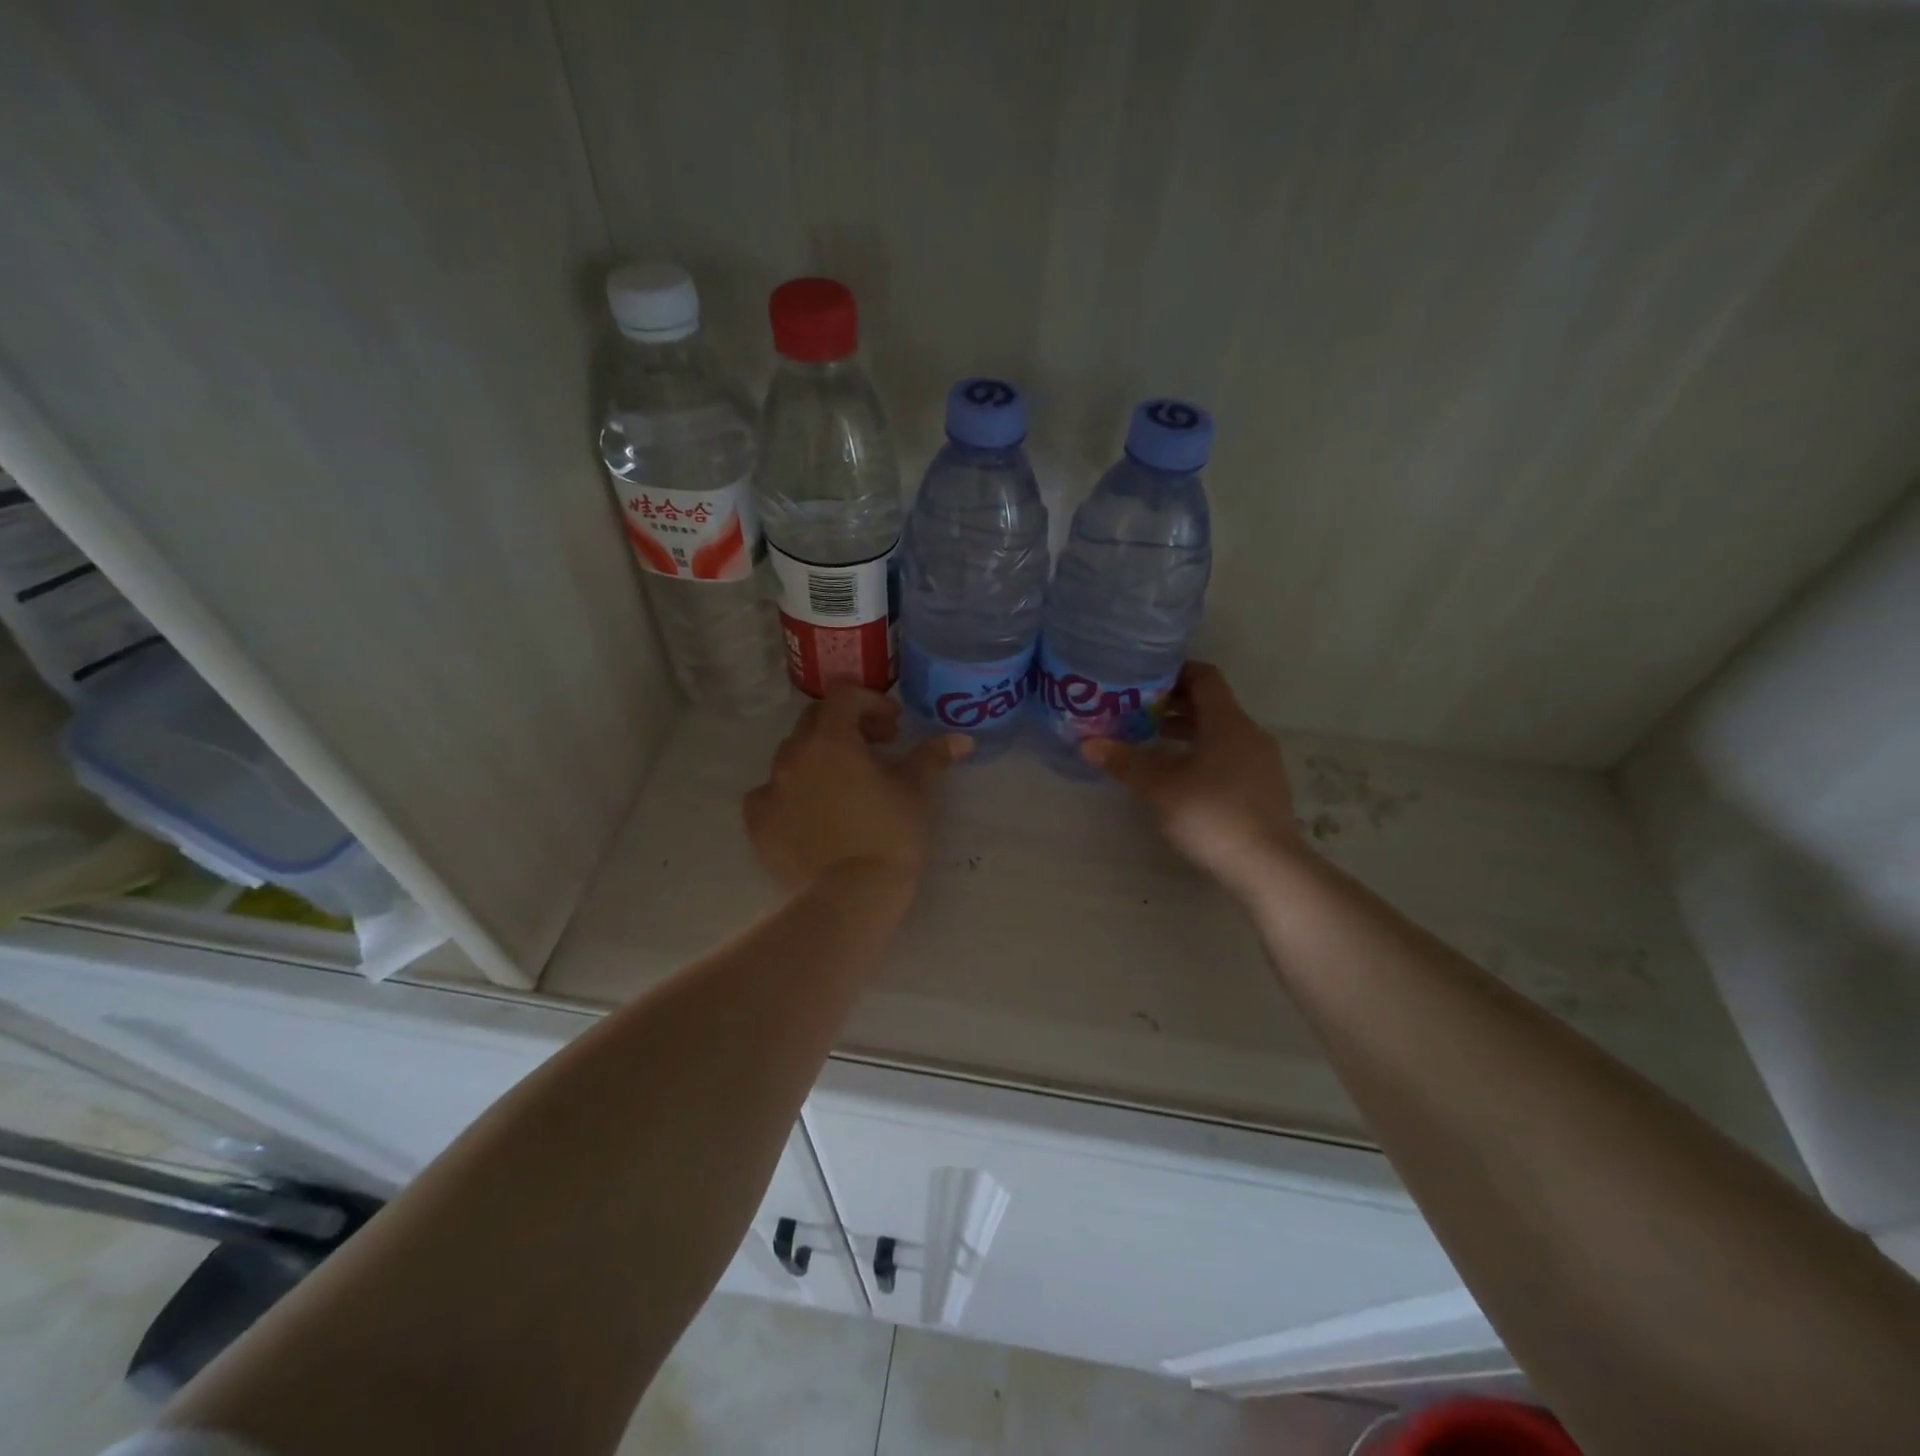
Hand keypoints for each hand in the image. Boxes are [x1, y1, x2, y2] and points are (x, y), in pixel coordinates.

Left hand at [744, 687, 970, 891]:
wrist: (850, 897)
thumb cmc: (889, 835)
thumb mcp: (915, 791)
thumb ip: (933, 756)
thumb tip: (963, 740)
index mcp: (830, 740)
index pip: (844, 696)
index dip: (871, 702)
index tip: (894, 725)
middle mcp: (793, 755)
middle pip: (816, 721)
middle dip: (847, 725)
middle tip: (876, 748)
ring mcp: (770, 789)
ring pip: (792, 755)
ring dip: (819, 756)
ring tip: (845, 782)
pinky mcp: (758, 823)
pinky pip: (770, 793)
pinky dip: (790, 791)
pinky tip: (811, 810)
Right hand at [1082, 662, 1299, 890]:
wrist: (1267, 866)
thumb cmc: (1211, 815)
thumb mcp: (1159, 787)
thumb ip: (1124, 762)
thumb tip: (1088, 744)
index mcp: (1228, 722)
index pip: (1204, 677)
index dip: (1175, 671)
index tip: (1144, 677)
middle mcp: (1249, 734)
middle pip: (1212, 705)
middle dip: (1174, 704)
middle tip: (1137, 710)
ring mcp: (1261, 762)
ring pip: (1221, 733)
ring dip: (1188, 732)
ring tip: (1152, 742)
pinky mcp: (1264, 788)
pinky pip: (1230, 756)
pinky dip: (1203, 754)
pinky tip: (1180, 777)